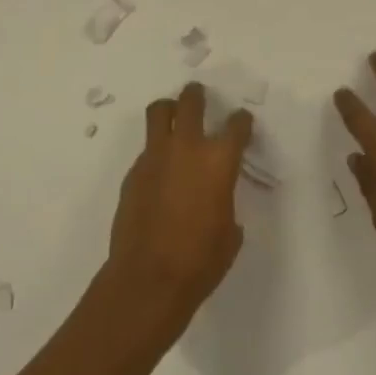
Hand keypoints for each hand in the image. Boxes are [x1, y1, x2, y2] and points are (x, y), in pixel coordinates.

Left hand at [107, 82, 253, 325]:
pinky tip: (160, 171)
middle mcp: (188, 148)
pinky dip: (155, 151)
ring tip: (173, 115)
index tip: (242, 122)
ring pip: (159, 112)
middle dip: (197, 95)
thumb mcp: (229, 232)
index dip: (242, 121)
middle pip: (191, 102)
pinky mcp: (133, 173)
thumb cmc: (200, 260)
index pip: (237, 125)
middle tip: (200, 96)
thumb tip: (217, 201)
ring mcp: (156, 157)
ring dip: (169, 109)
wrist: (148, 279)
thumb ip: (226, 203)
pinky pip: (146, 150)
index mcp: (219, 160)